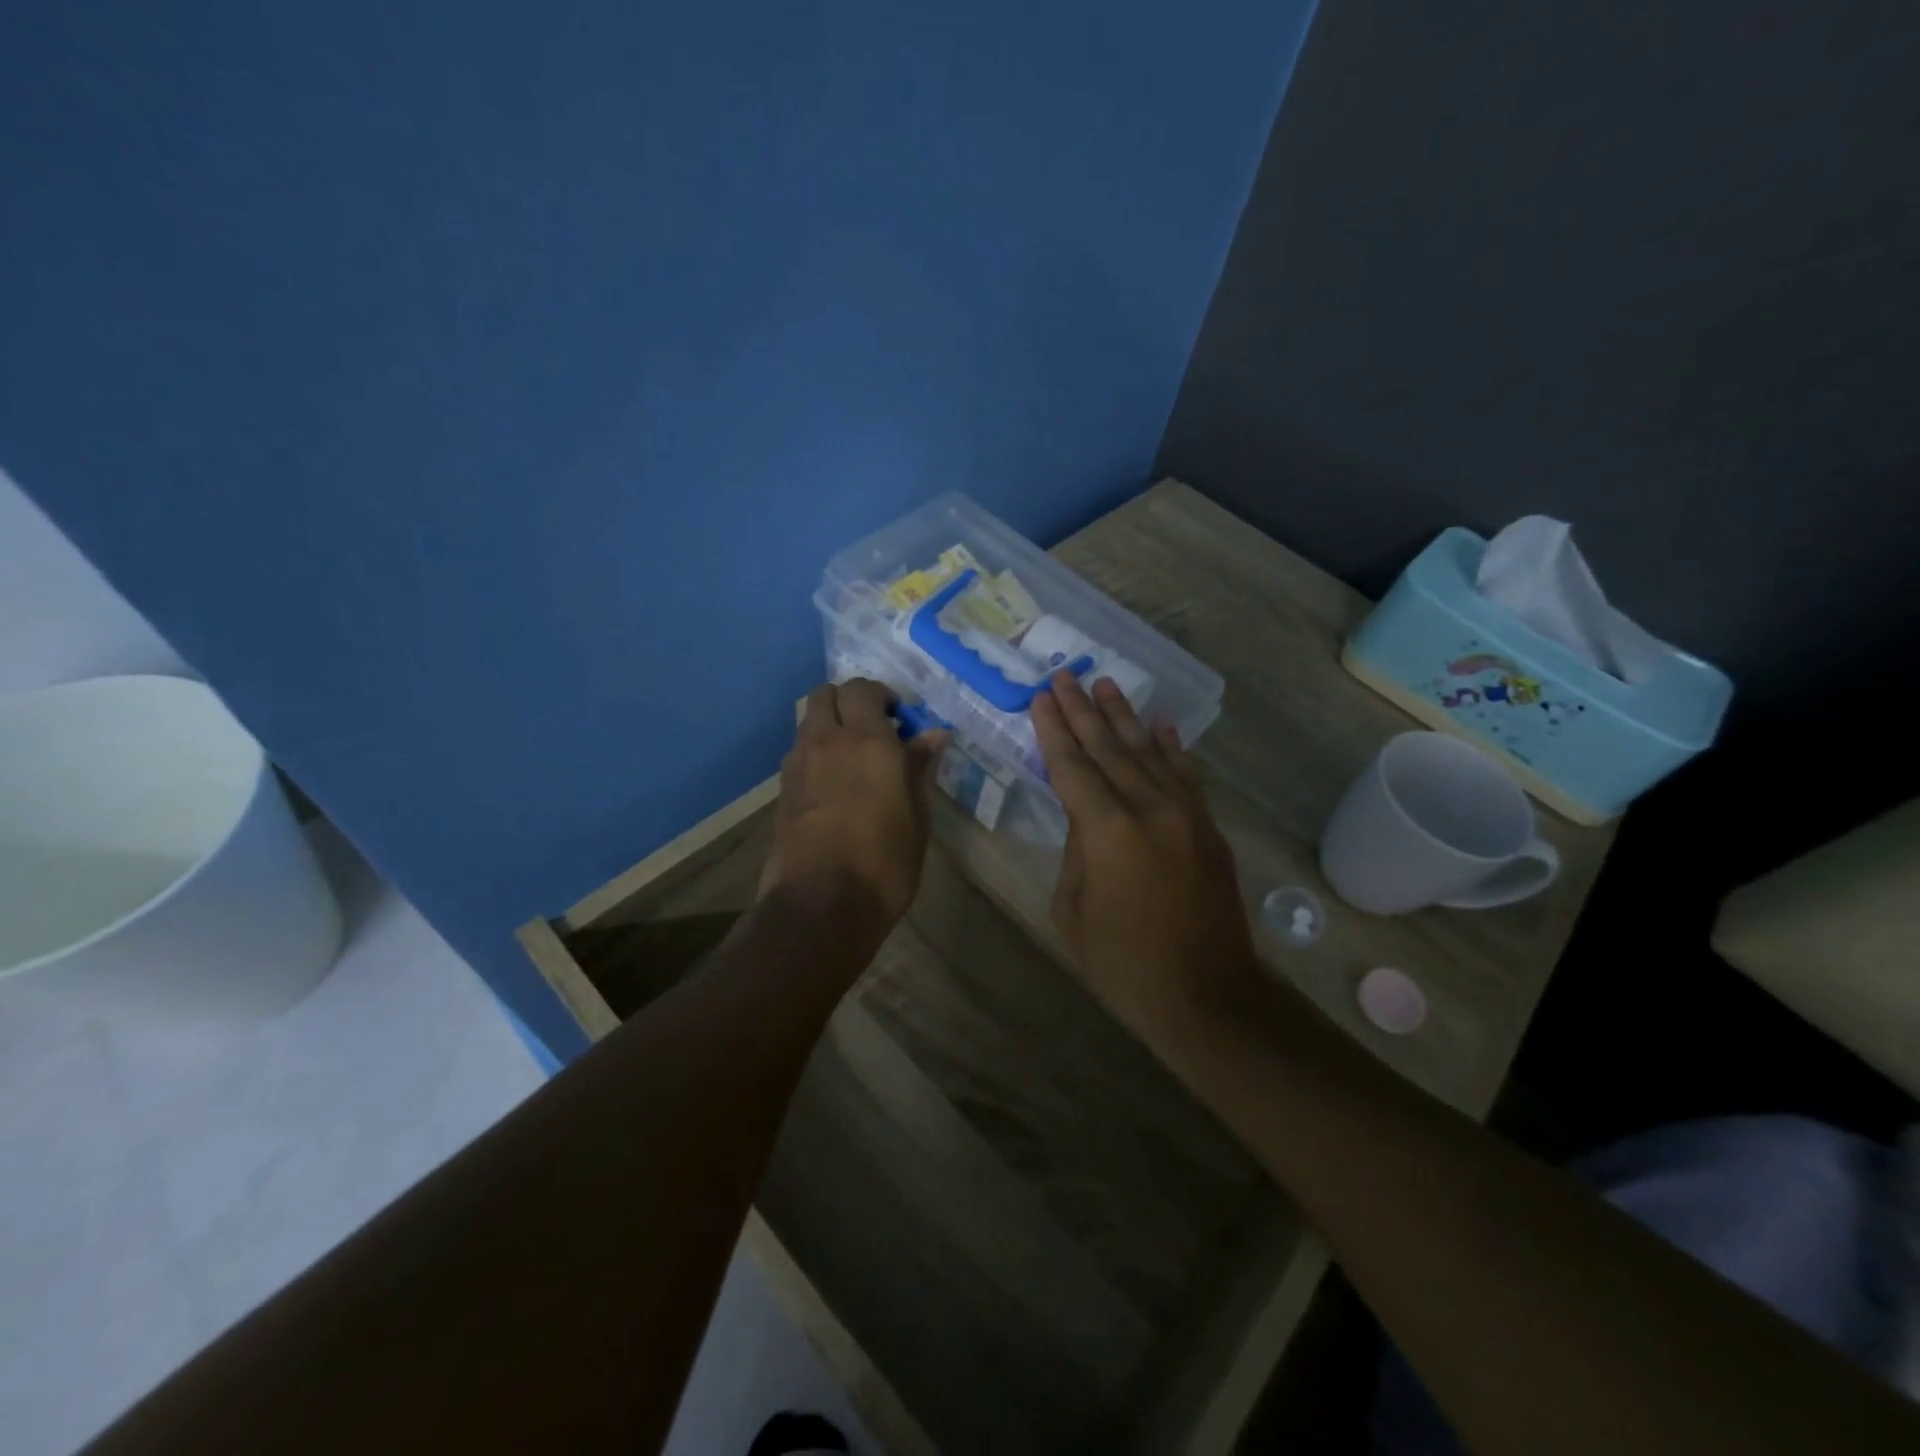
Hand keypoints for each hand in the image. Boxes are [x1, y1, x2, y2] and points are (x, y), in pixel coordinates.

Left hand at [759, 679, 947, 940]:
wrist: (819, 907)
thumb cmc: (883, 865)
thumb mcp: (916, 818)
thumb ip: (918, 769)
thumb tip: (932, 734)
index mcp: (867, 742)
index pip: (863, 689)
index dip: (882, 696)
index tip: (900, 720)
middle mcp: (827, 742)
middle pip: (825, 694)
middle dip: (849, 701)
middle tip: (874, 729)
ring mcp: (798, 765)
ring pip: (808, 721)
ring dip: (829, 725)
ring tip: (853, 758)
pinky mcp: (781, 790)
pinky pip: (799, 751)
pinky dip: (816, 752)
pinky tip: (833, 784)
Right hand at [1031, 672, 1258, 1019]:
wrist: (1205, 992)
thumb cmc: (1123, 961)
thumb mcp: (1073, 907)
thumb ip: (1077, 849)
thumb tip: (1087, 816)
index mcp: (1107, 830)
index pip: (1071, 765)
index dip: (1053, 729)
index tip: (1041, 696)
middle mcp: (1148, 807)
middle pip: (1107, 747)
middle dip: (1082, 710)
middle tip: (1065, 675)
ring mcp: (1184, 813)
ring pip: (1147, 751)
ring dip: (1124, 716)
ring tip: (1104, 684)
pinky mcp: (1206, 825)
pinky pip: (1184, 774)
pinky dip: (1169, 746)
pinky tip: (1158, 724)